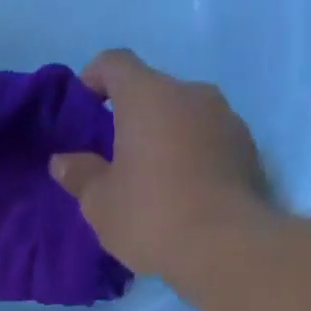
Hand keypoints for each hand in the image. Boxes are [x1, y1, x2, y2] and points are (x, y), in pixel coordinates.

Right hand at [50, 50, 273, 274]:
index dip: (93, 78)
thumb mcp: (99, 203)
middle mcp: (190, 94)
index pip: (115, 63)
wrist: (226, 246)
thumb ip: (79, 175)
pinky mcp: (247, 148)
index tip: (82, 108)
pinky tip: (182, 194)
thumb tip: (62, 161)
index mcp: (148, 96)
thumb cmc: (151, 215)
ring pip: (183, 116)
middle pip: (152, 91)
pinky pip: (208, 141)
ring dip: (164, 137)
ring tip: (151, 180)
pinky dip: (191, 156)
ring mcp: (226, 118)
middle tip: (113, 157)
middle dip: (130, 117)